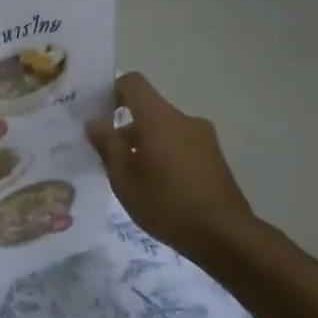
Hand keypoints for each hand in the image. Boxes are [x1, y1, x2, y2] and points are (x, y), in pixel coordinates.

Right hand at [86, 72, 257, 263]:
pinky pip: (180, 145)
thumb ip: (107, 145)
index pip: (133, 83)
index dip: (111, 91)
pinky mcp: (214, 158)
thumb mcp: (124, 177)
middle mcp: (184, 120)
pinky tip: (157, 187)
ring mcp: (203, 138)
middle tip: (106, 154)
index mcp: (159, 117)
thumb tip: (94, 122)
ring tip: (131, 176)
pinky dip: (164, 155)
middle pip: (148, 109)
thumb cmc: (166, 203)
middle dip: (125, 126)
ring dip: (145, 143)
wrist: (224, 235)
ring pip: (165, 129)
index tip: (97, 113)